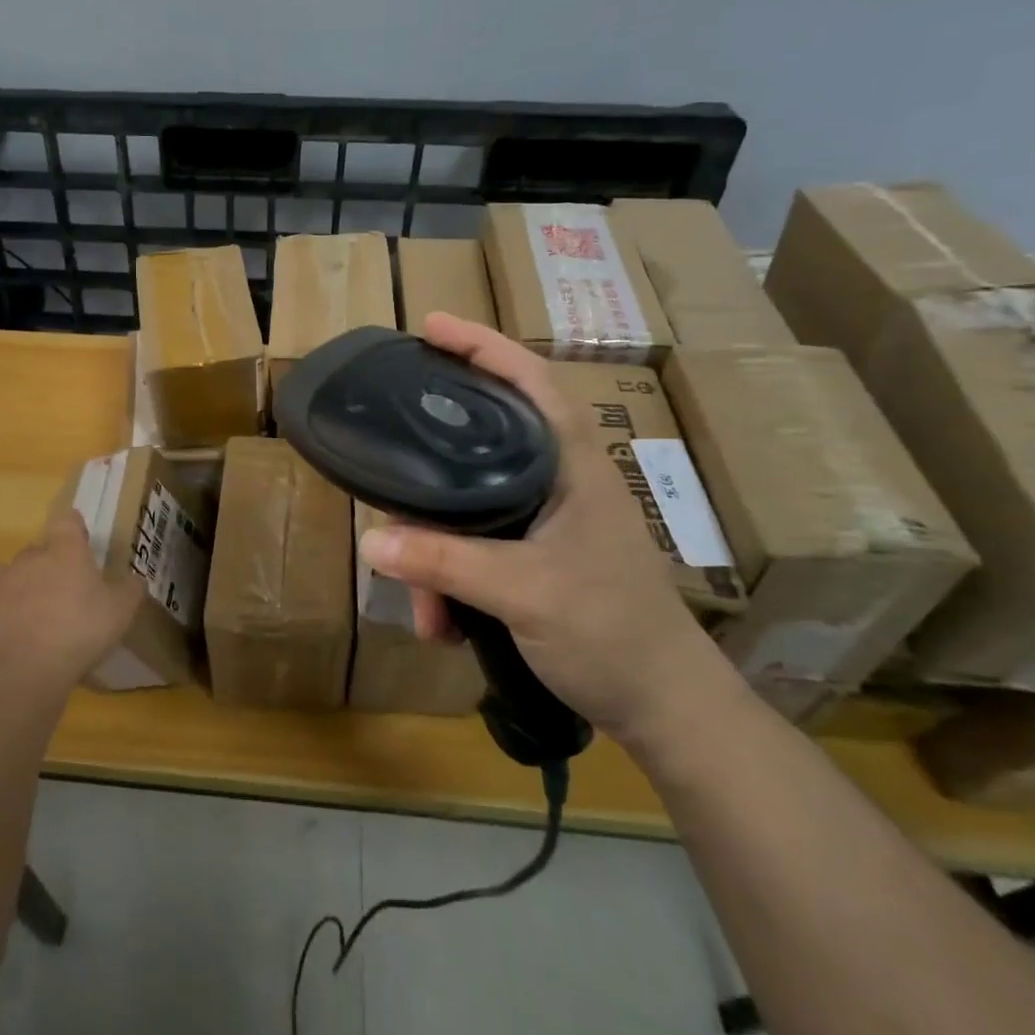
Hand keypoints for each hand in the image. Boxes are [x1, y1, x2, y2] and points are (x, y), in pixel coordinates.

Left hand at [0, 499, 145, 692]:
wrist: (17, 671)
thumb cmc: (78, 632)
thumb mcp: (119, 614)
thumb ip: (129, 592)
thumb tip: (136, 580)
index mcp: (66, 551)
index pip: (67, 522)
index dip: (73, 529)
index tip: (79, 542)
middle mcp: (30, 558)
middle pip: (37, 550)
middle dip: (48, 565)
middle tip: (63, 593)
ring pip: (9, 574)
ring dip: (19, 587)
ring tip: (32, 615)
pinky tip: (10, 637)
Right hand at [358, 313, 741, 746]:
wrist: (665, 708)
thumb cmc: (610, 630)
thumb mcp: (522, 592)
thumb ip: (444, 562)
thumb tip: (370, 542)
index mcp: (570, 464)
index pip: (529, 380)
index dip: (481, 345)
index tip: (430, 326)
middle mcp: (558, 480)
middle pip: (483, 442)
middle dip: (431, 470)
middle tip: (390, 467)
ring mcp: (548, 521)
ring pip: (471, 508)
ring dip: (438, 555)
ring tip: (426, 610)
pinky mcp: (538, 556)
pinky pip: (477, 547)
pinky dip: (453, 580)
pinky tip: (444, 623)